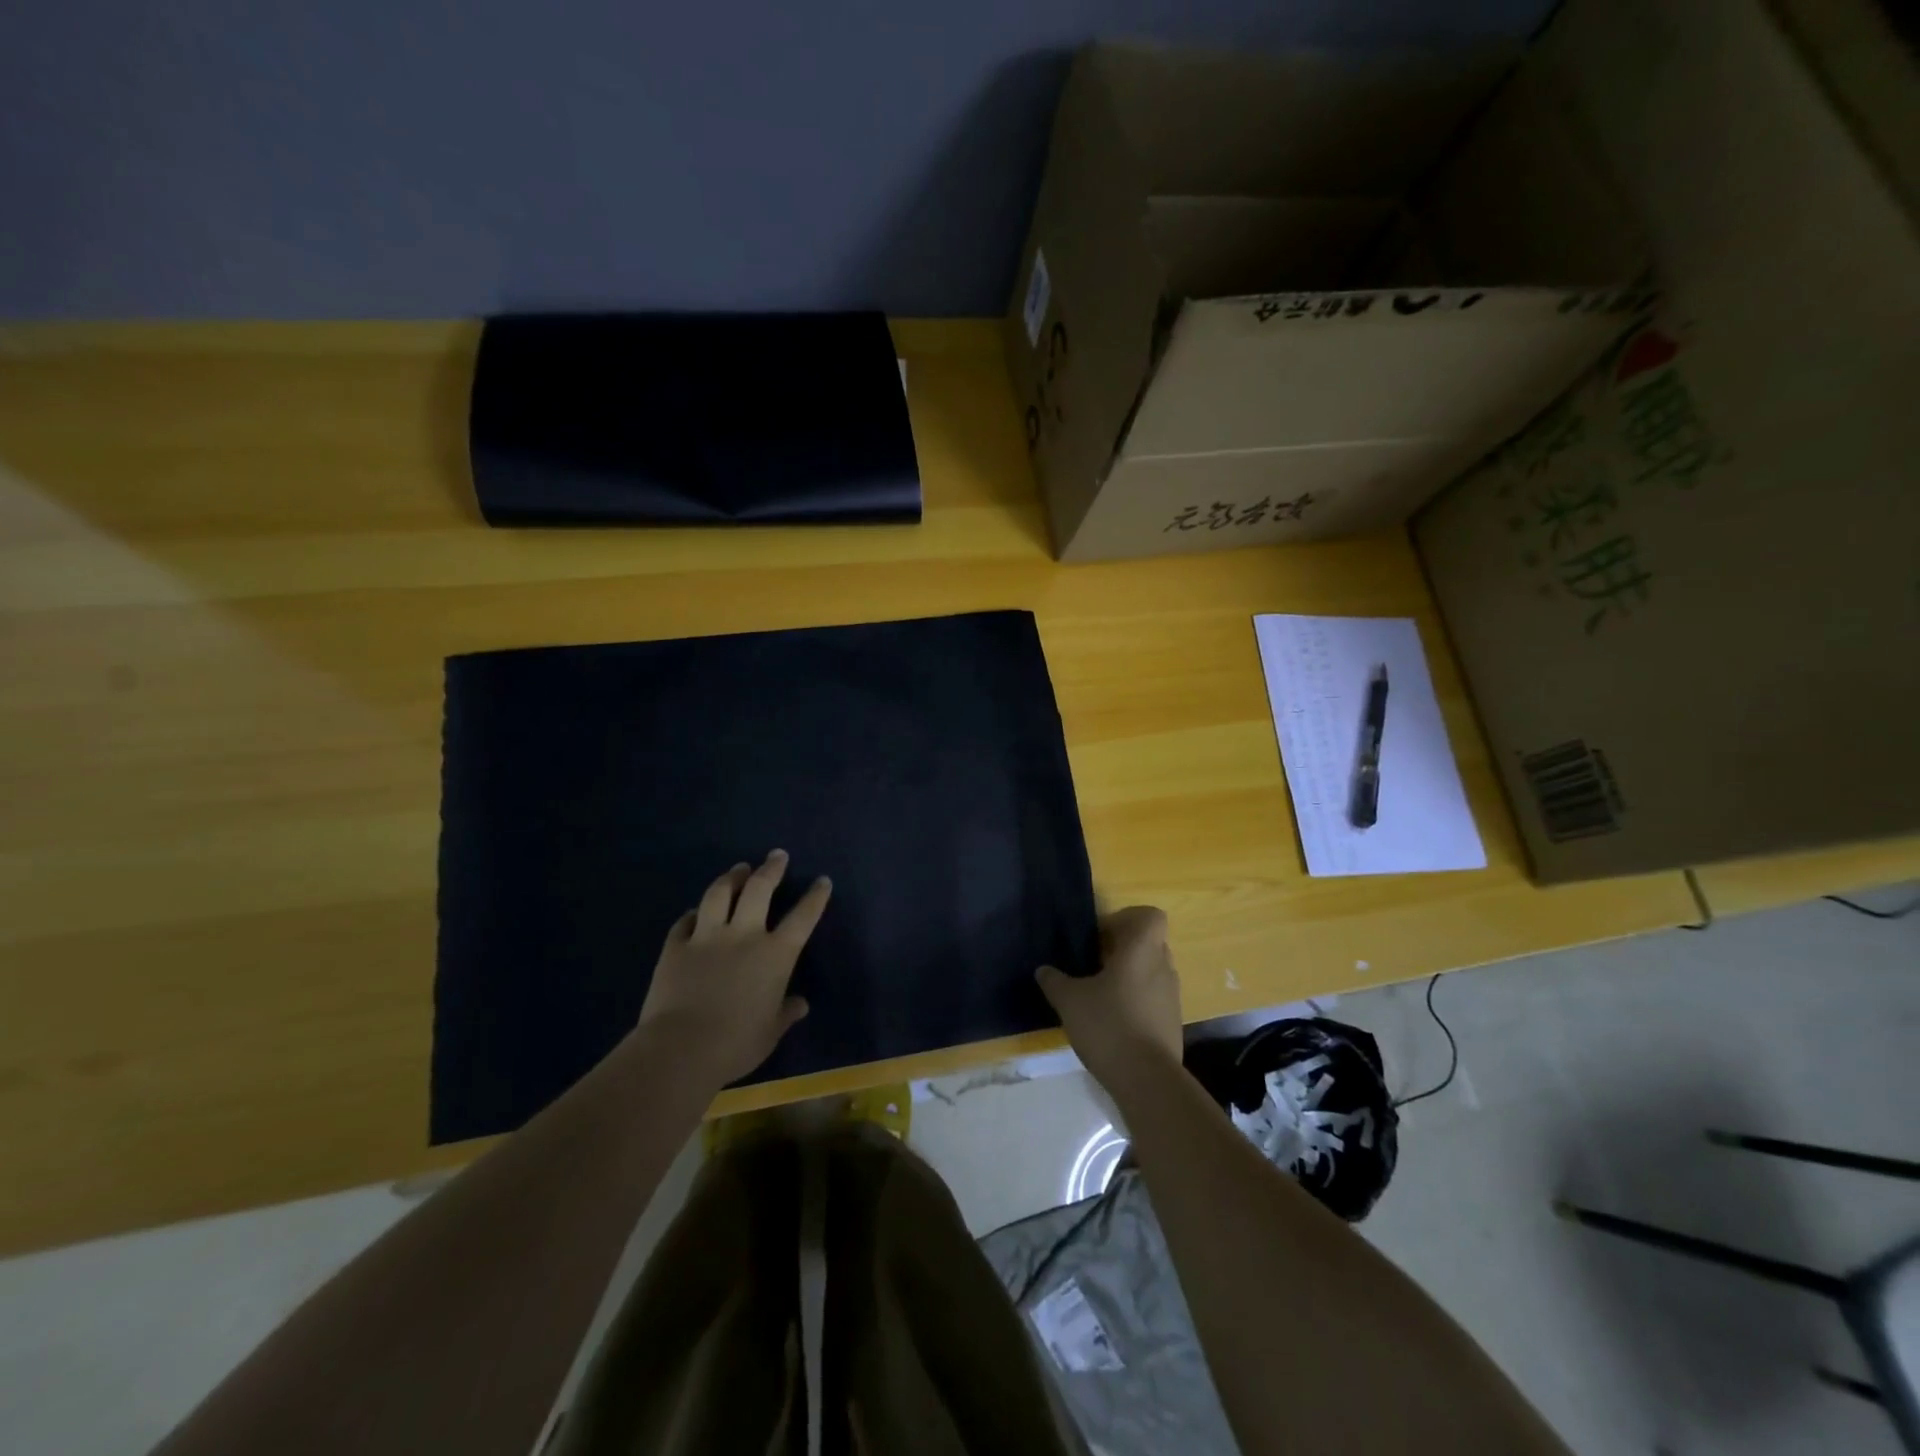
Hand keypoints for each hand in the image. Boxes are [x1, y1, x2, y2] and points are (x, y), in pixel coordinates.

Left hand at [634, 851, 831, 1088]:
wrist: (680, 1049)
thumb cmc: (735, 1044)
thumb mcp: (770, 1033)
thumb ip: (786, 1013)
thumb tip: (800, 1004)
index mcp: (775, 955)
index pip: (803, 917)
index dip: (815, 897)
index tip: (823, 880)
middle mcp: (744, 935)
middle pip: (760, 889)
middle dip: (771, 868)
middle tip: (777, 855)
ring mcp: (707, 937)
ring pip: (720, 894)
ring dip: (732, 877)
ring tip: (739, 869)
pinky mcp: (676, 946)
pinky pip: (685, 921)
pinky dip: (693, 913)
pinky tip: (696, 911)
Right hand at [1036, 905, 1182, 1090]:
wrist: (1147, 1080)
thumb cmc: (1109, 1025)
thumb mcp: (1070, 1000)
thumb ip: (1055, 981)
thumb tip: (1043, 970)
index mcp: (1142, 950)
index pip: (1150, 916)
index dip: (1127, 919)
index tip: (1101, 937)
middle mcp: (1163, 967)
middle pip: (1148, 944)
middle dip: (1122, 950)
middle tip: (1092, 964)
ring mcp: (1172, 997)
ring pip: (1151, 972)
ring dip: (1128, 977)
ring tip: (1098, 995)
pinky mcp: (1172, 1023)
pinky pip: (1153, 999)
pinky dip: (1136, 1002)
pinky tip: (1112, 1022)